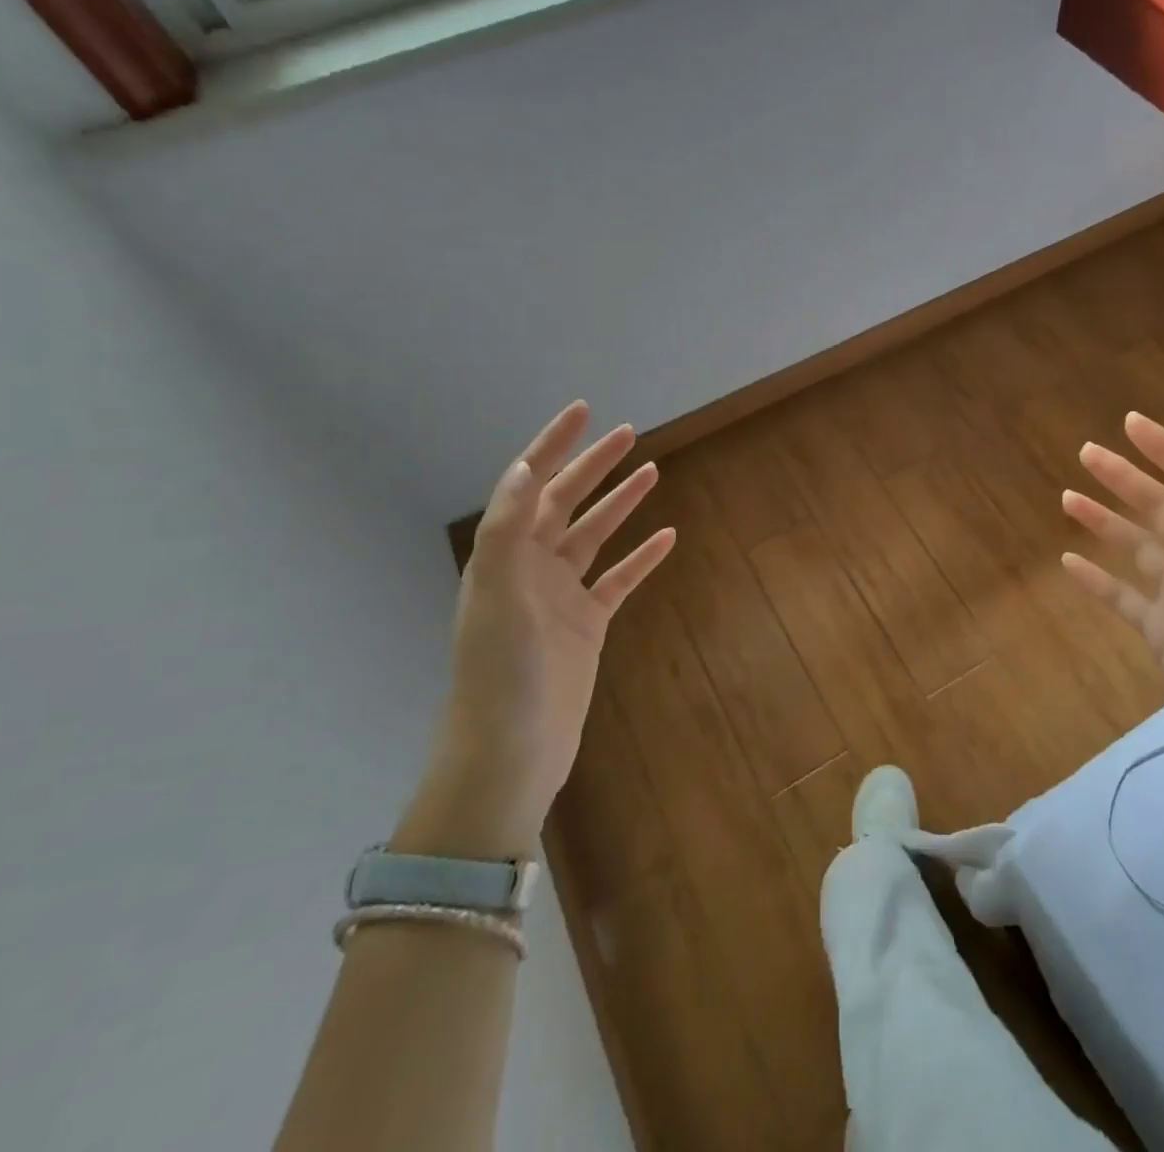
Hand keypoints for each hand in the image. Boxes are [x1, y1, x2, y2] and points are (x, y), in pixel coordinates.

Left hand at [396, 402, 675, 859]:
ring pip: (596, 536)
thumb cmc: (500, 673)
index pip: (531, 485)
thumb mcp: (497, 596)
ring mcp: (561, 597)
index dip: (554, 444)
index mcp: (505, 556)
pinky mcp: (588, 626)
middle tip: (628, 433)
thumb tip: (528, 467)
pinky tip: (666, 537)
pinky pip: (619, 580)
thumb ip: (508, 530)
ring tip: (652, 471)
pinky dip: (642, 557)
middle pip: (567, 503)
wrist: (511, 753)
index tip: (582, 411)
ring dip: (621, 503)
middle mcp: (531, 568)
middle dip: (594, 465)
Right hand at [1059, 412, 1163, 807]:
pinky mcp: (1160, 634)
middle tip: (1086, 450)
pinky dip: (1096, 580)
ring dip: (1104, 521)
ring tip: (1067, 496)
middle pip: (1160, 509)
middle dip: (1125, 478)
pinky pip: (1122, 597)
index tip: (1132, 424)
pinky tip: (1068, 561)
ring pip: (1135, 548)